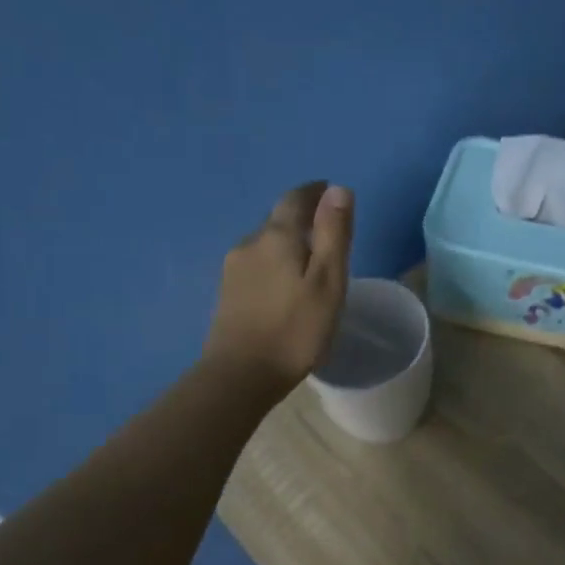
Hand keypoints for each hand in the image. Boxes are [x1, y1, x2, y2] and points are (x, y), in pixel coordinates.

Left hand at [205, 181, 352, 393]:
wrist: (241, 375)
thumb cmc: (296, 329)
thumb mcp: (328, 281)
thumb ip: (334, 234)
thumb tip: (338, 189)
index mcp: (277, 236)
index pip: (296, 198)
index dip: (315, 192)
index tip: (330, 194)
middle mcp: (250, 243)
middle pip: (278, 220)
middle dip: (302, 219)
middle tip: (326, 232)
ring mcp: (233, 269)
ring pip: (265, 244)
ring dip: (287, 244)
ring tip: (309, 262)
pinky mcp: (227, 293)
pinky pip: (256, 266)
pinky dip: (274, 265)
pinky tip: (284, 286)